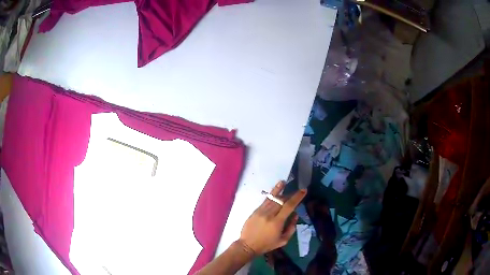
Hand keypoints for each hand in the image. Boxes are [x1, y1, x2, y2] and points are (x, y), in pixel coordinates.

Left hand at [239, 181, 306, 254]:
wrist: (247, 245)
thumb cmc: (266, 244)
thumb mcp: (283, 240)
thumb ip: (291, 228)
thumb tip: (295, 215)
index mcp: (277, 222)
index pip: (289, 206)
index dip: (297, 197)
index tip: (304, 190)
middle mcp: (269, 214)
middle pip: (282, 200)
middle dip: (291, 195)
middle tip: (297, 191)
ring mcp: (261, 211)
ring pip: (273, 198)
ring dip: (281, 191)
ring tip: (286, 183)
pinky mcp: (255, 210)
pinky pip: (266, 200)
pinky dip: (272, 193)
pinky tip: (277, 188)